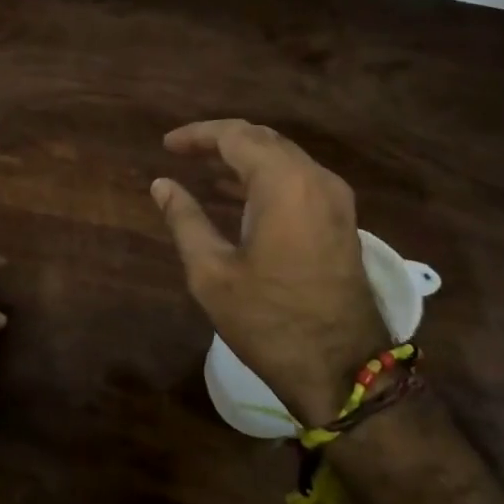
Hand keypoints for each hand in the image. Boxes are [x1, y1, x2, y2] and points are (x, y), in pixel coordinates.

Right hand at [152, 120, 387, 426]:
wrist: (342, 369)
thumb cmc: (268, 320)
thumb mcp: (211, 272)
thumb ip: (185, 219)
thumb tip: (162, 184)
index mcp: (284, 184)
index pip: (235, 136)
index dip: (197, 135)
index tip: (166, 145)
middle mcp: (316, 180)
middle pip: (263, 140)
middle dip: (221, 141)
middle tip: (183, 153)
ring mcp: (336, 200)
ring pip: (284, 159)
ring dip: (244, 159)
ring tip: (204, 170)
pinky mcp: (342, 221)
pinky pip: (299, 181)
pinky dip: (266, 179)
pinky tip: (238, 196)